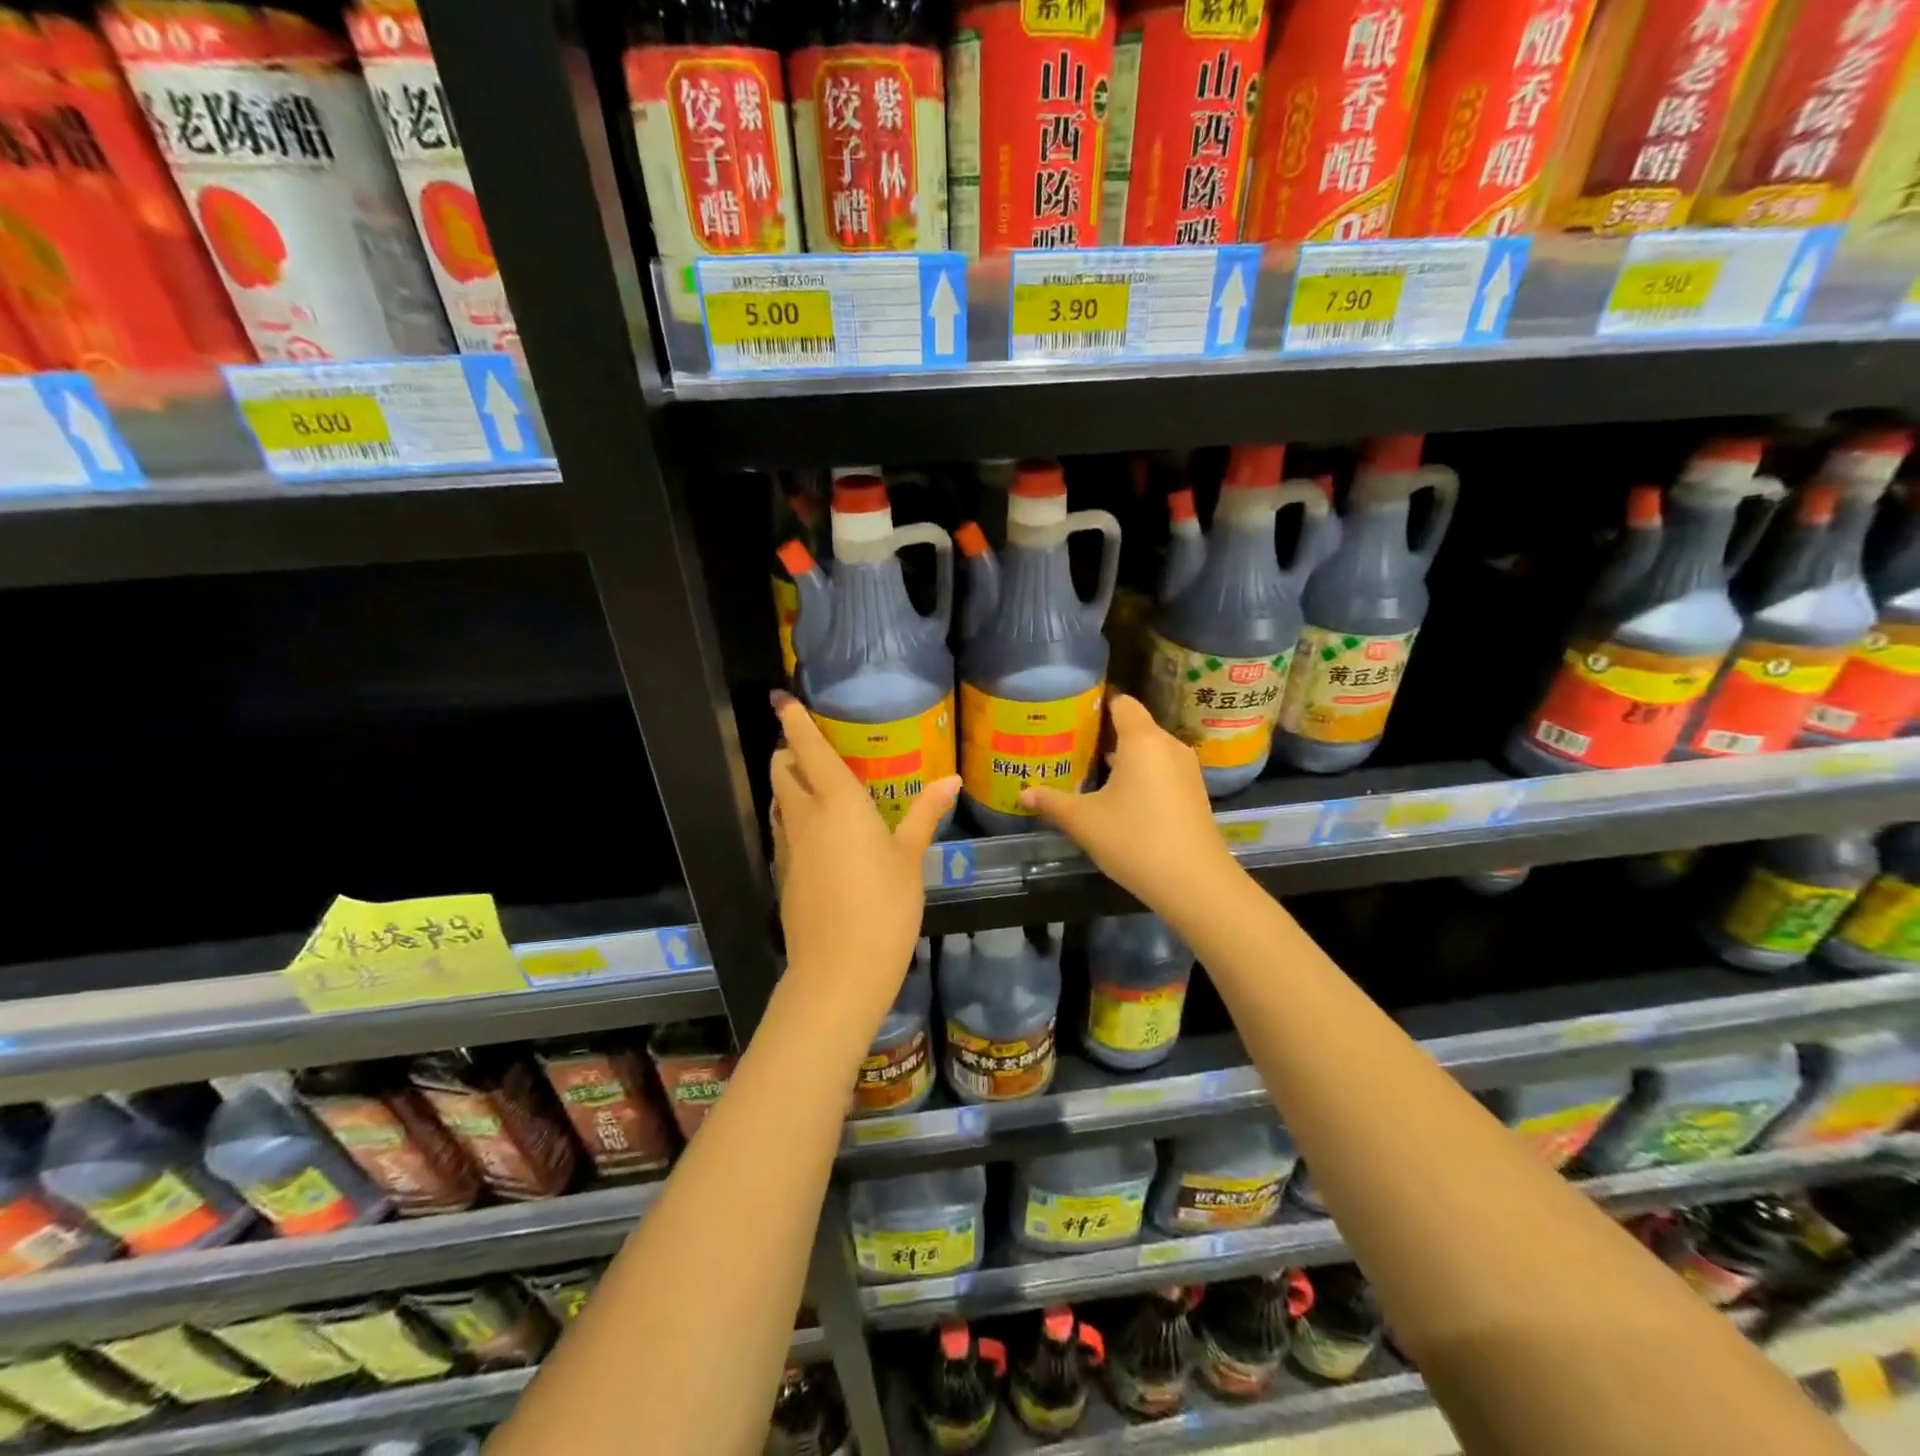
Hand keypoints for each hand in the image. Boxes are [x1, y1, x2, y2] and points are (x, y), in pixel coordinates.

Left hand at [769, 692, 958, 1019]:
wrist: (838, 972)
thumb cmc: (884, 907)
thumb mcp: (910, 859)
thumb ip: (925, 815)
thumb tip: (950, 780)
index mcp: (837, 803)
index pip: (808, 749)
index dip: (794, 721)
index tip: (783, 699)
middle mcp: (805, 817)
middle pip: (783, 771)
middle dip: (789, 752)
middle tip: (815, 749)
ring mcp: (788, 847)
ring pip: (779, 801)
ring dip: (790, 785)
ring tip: (818, 785)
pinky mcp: (784, 874)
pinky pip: (784, 830)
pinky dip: (794, 817)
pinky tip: (819, 833)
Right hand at [1020, 694, 1235, 907]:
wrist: (1195, 883)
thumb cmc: (1135, 840)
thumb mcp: (1084, 822)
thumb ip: (1052, 802)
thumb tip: (1023, 793)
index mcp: (1142, 740)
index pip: (1122, 703)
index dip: (1098, 704)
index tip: (1072, 715)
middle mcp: (1168, 746)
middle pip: (1136, 726)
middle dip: (1105, 733)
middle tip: (1072, 746)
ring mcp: (1186, 770)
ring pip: (1151, 750)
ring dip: (1125, 757)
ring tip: (1092, 771)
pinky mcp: (1195, 794)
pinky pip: (1163, 770)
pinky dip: (1143, 775)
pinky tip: (1122, 798)